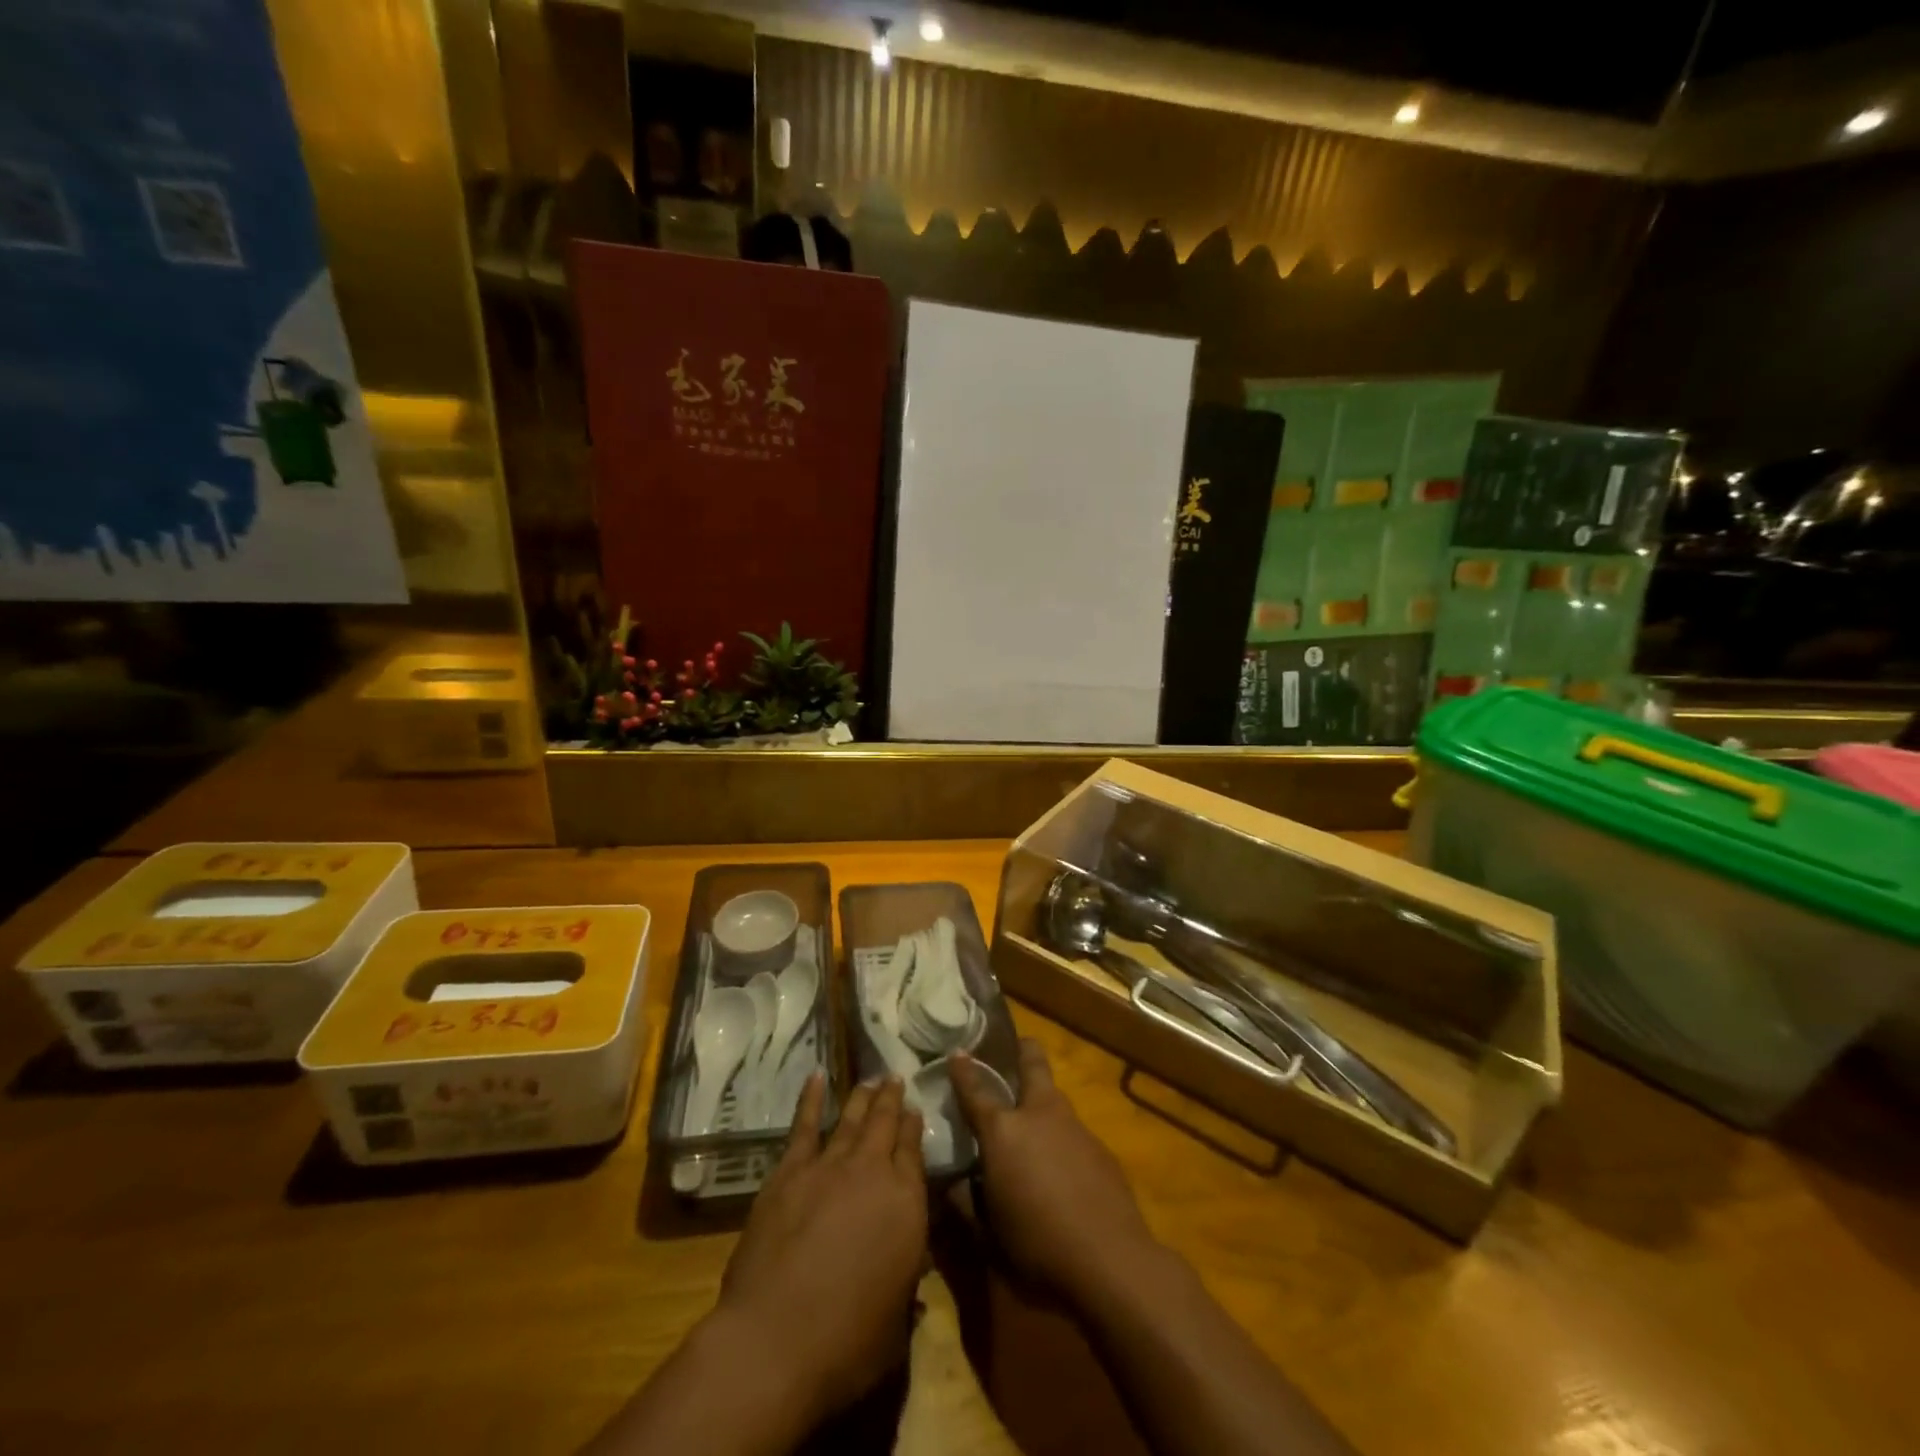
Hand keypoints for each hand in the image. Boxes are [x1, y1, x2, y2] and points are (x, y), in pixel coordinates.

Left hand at [715, 1073, 927, 1421]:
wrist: (777, 1339)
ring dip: (862, 1097)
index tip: (915, 1110)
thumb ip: (907, 1280)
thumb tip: (913, 1264)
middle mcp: (873, 1171)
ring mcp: (829, 1165)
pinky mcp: (789, 1171)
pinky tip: (816, 1077)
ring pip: (851, 1119)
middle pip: (885, 1123)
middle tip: (896, 1079)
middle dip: (892, 1099)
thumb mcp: (897, 1320)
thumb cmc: (848, 1342)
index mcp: (907, 1202)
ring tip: (870, 1079)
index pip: (914, 1150)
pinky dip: (811, 1099)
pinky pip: (804, 1125)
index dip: (914, 1127)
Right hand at [951, 1040, 1158, 1306]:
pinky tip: (1062, 1168)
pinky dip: (1062, 1138)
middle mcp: (1039, 1115)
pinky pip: (1074, 1132)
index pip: (976, 1090)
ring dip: (1042, 1100)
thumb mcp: (988, 1235)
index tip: (956, 1052)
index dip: (963, 1070)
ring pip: (1055, 1097)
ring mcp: (1075, 1128)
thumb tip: (953, 1186)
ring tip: (1033, 1121)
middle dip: (1022, 1050)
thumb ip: (967, 1204)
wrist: (1111, 1261)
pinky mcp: (1101, 1149)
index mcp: (1003, 1131)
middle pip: (1032, 1063)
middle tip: (1014, 1048)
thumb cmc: (1037, 1248)